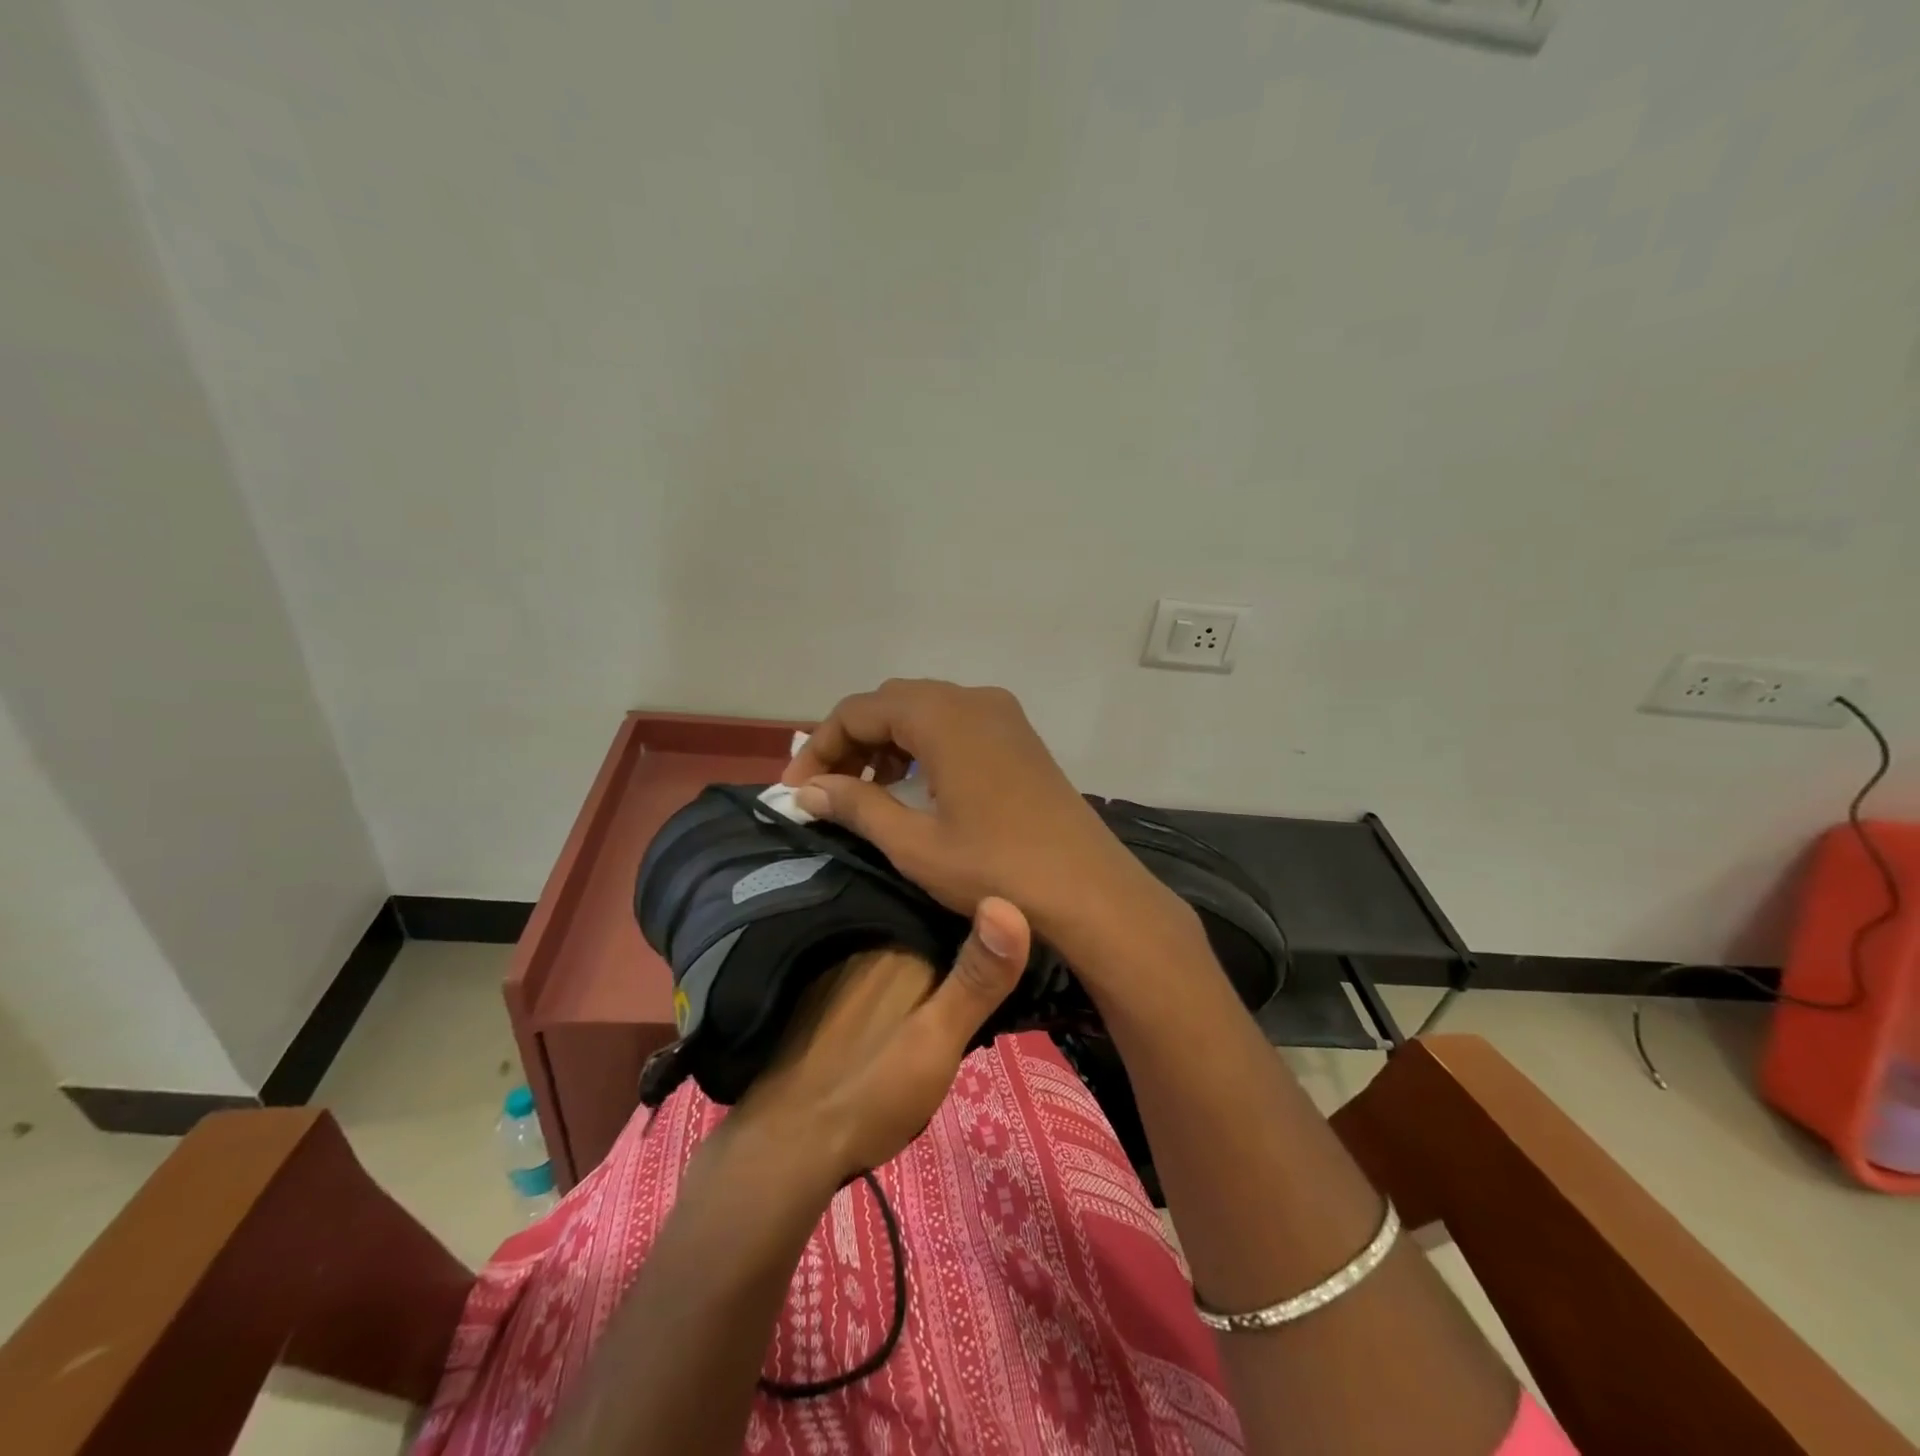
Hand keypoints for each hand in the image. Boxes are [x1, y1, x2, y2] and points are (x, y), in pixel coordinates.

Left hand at [728, 897, 1030, 1179]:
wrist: (789, 1143)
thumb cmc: (873, 1089)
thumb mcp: (939, 1037)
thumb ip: (977, 978)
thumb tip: (1008, 903)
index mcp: (899, 944)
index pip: (953, 916)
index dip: (982, 930)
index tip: (1010, 944)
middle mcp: (866, 941)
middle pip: (926, 932)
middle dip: (953, 945)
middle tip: (989, 973)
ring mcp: (839, 965)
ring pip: (898, 951)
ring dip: (923, 962)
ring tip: (954, 983)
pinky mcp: (820, 990)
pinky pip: (871, 968)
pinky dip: (891, 980)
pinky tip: (898, 1003)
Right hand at [783, 680, 1185, 955]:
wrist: (1089, 889)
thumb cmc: (996, 868)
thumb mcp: (914, 843)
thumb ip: (856, 806)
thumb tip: (807, 790)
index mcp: (942, 715)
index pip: (859, 710)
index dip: (820, 746)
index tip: (797, 790)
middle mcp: (973, 699)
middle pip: (891, 703)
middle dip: (852, 741)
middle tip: (828, 790)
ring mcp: (1002, 715)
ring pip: (925, 710)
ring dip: (888, 742)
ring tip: (867, 790)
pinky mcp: (1020, 736)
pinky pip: (956, 724)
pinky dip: (924, 745)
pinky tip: (916, 785)